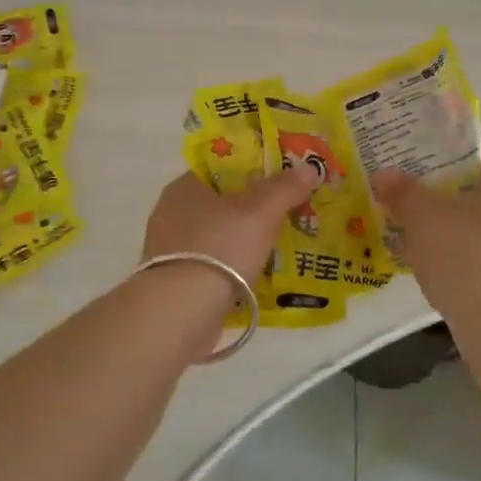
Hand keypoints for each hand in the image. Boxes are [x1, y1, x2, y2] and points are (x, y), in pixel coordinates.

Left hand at [140, 166, 318, 288]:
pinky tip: (257, 276)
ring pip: (218, 236)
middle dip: (253, 209)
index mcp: (185, 187)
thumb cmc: (219, 249)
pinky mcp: (175, 282)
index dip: (255, 170)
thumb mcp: (260, 212)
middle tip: (288, 214)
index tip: (283, 181)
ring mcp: (170, 250)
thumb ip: (285, 188)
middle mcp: (172, 213)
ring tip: (280, 247)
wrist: (181, 312)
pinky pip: (212, 266)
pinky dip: (233, 268)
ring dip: (244, 242)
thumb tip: (309, 169)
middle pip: (222, 203)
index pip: (223, 168)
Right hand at [373, 136, 480, 318]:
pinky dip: (455, 246)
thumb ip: (403, 191)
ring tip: (411, 221)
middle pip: (478, 184)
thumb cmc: (463, 257)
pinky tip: (428, 257)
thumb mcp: (423, 217)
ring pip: (476, 218)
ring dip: (446, 217)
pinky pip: (478, 248)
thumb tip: (384, 174)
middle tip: (407, 183)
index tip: (422, 146)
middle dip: (442, 183)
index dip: (453, 142)